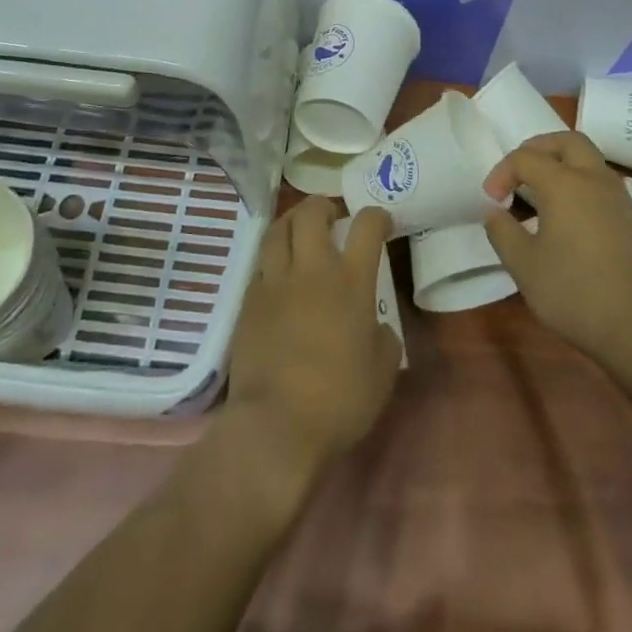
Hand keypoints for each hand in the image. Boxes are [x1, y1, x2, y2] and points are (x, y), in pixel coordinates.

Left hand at [225, 197, 402, 497]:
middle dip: (322, 205)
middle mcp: (312, 270)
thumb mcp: (382, 373)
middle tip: (331, 216)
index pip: (366, 226)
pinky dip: (272, 261)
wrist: (276, 425)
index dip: (376, 216)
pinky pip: (261, 266)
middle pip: (311, 213)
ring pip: (277, 230)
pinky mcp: (248, 301)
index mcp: (351, 282)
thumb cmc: (339, 401)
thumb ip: (382, 339)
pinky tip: (278, 276)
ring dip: (291, 222)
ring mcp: (275, 282)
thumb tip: (375, 327)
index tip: (381, 222)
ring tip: (299, 231)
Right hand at [481, 132, 631, 380]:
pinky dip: (584, 190)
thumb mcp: (524, 267)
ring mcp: (623, 201)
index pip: (525, 157)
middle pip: (568, 141)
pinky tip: (575, 225)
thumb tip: (496, 213)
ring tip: (544, 196)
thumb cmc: (575, 294)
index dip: (502, 172)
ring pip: (592, 163)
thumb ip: (502, 233)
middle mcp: (596, 181)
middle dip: (540, 148)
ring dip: (564, 166)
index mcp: (565, 184)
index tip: (492, 200)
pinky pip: (606, 190)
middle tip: (521, 171)